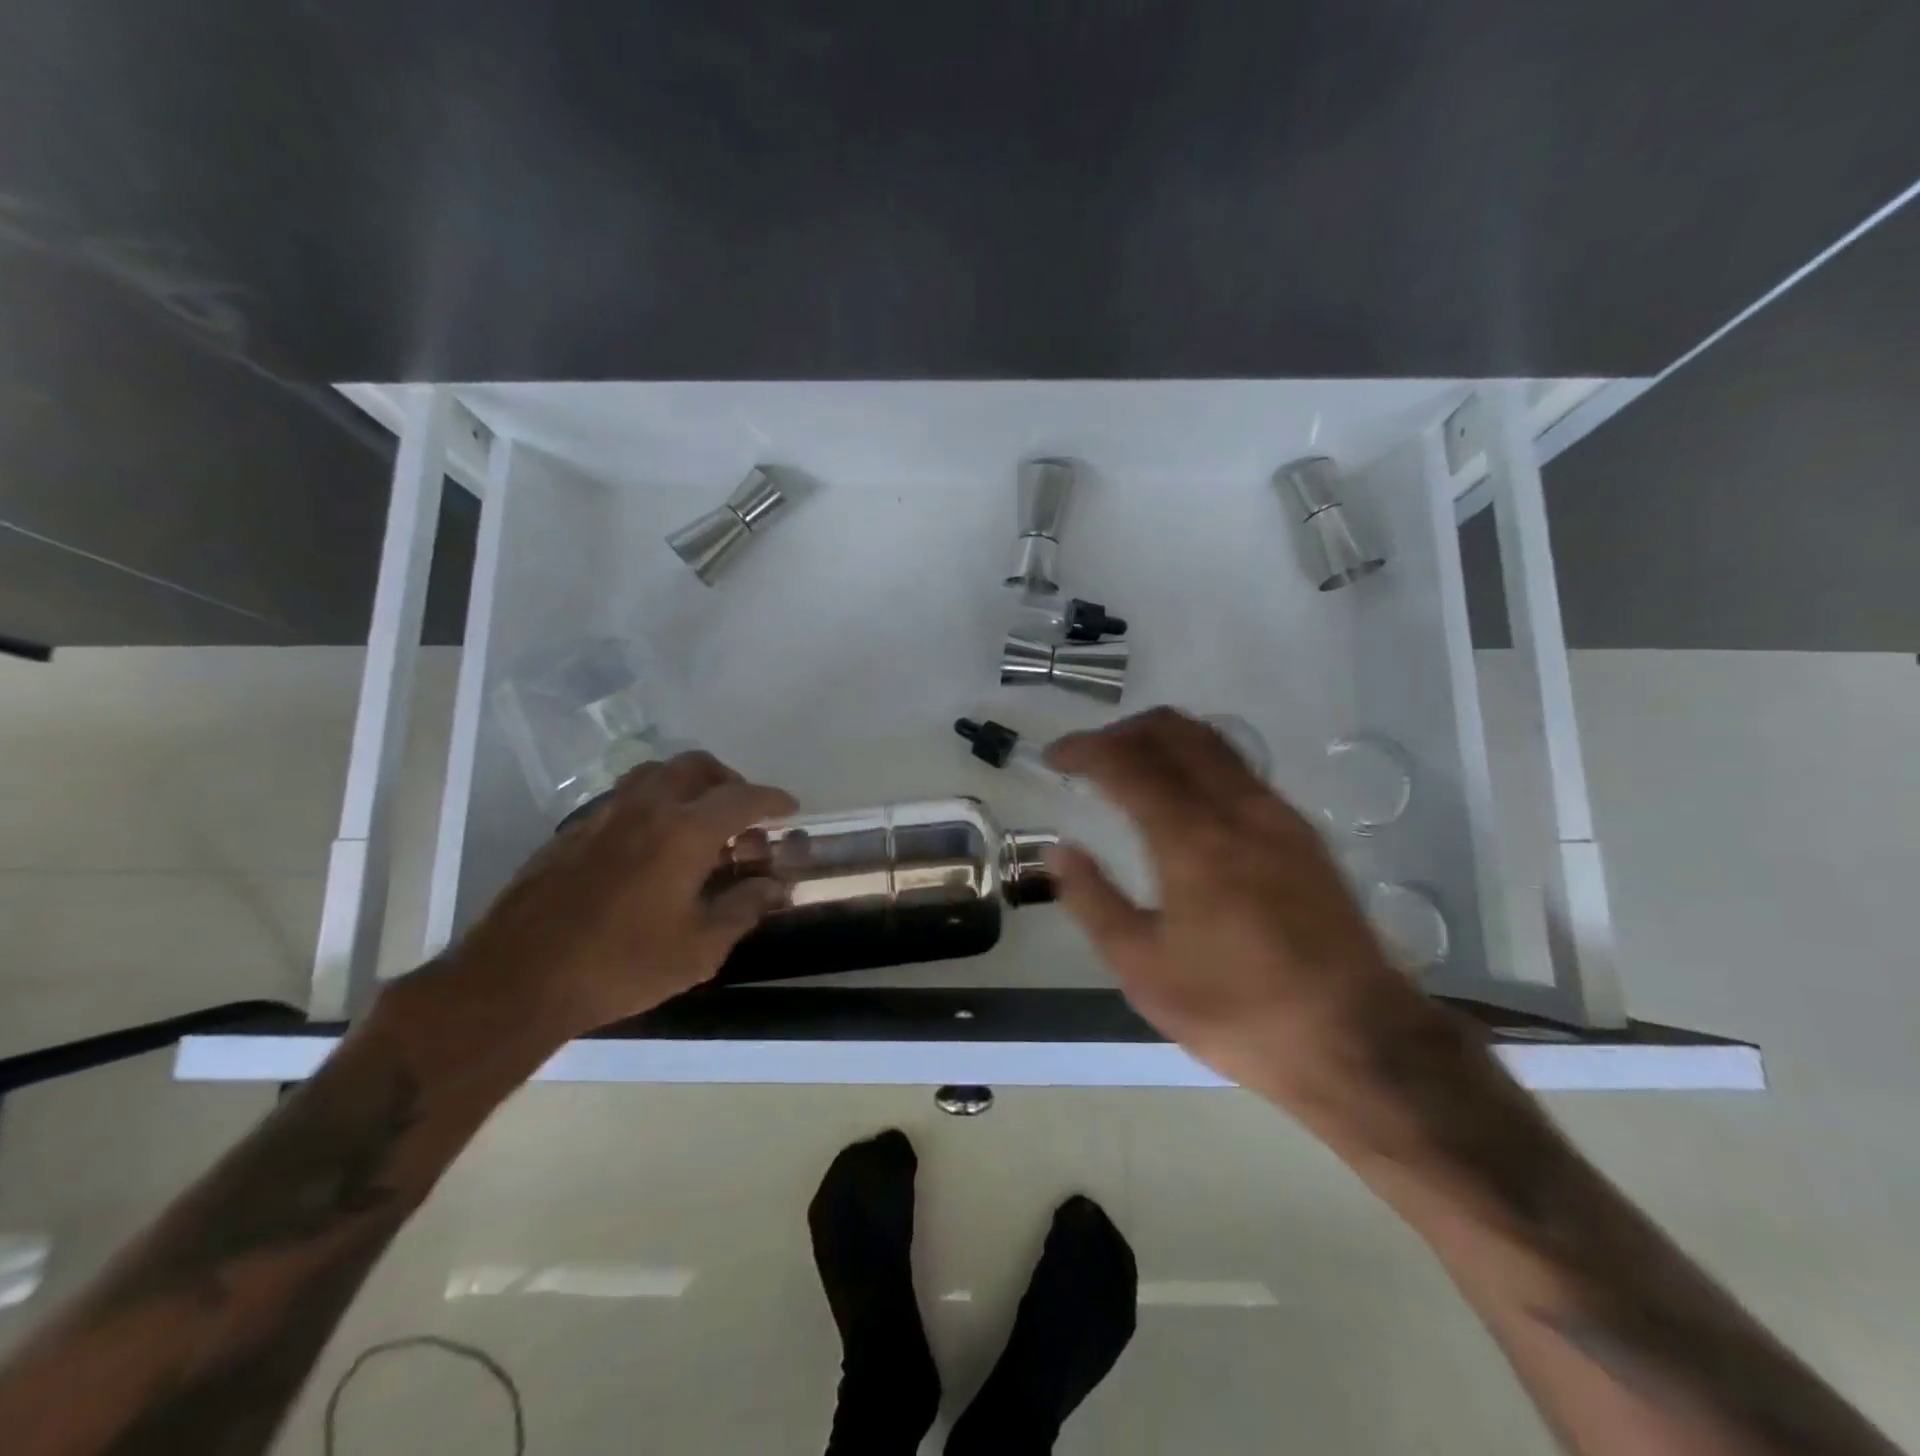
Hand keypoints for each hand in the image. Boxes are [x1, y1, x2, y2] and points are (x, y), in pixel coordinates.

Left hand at [445, 751, 795, 1039]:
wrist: (518, 979)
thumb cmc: (621, 965)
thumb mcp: (699, 948)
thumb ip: (744, 909)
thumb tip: (774, 886)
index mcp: (685, 831)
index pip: (743, 798)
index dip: (772, 799)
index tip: (789, 807)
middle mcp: (647, 807)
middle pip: (696, 766)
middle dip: (728, 781)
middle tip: (742, 812)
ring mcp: (604, 815)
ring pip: (655, 773)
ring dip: (687, 784)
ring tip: (698, 821)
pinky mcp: (573, 831)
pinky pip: (624, 798)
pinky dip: (652, 804)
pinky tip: (651, 846)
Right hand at [1046, 708, 1437, 1114]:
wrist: (1358, 1041)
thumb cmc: (1238, 1009)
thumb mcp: (1144, 970)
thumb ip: (1093, 901)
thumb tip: (1057, 851)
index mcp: (1192, 839)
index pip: (1127, 762)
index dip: (1084, 748)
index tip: (1055, 757)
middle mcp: (1238, 808)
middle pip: (1174, 730)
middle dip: (1122, 731)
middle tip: (1090, 758)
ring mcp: (1278, 815)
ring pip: (1213, 741)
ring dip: (1163, 740)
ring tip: (1132, 770)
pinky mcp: (1303, 832)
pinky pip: (1240, 768)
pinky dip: (1198, 761)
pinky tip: (1185, 801)